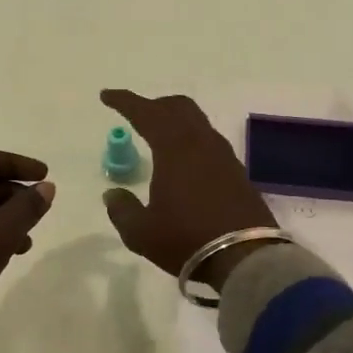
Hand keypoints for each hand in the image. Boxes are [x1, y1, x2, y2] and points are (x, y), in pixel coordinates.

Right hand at [99, 90, 276, 287]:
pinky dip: (191, 139)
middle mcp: (200, 142)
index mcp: (174, 148)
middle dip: (154, 105)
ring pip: (197, 121)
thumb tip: (113, 194)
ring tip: (160, 136)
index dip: (125, 101)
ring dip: (176, 120)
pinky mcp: (237, 171)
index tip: (107, 96)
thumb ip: (122, 210)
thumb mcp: (141, 232)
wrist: (245, 257)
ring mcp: (223, 155)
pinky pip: (209, 141)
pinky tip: (185, 160)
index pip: (146, 113)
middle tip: (137, 115)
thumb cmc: (186, 239)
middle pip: (178, 107)